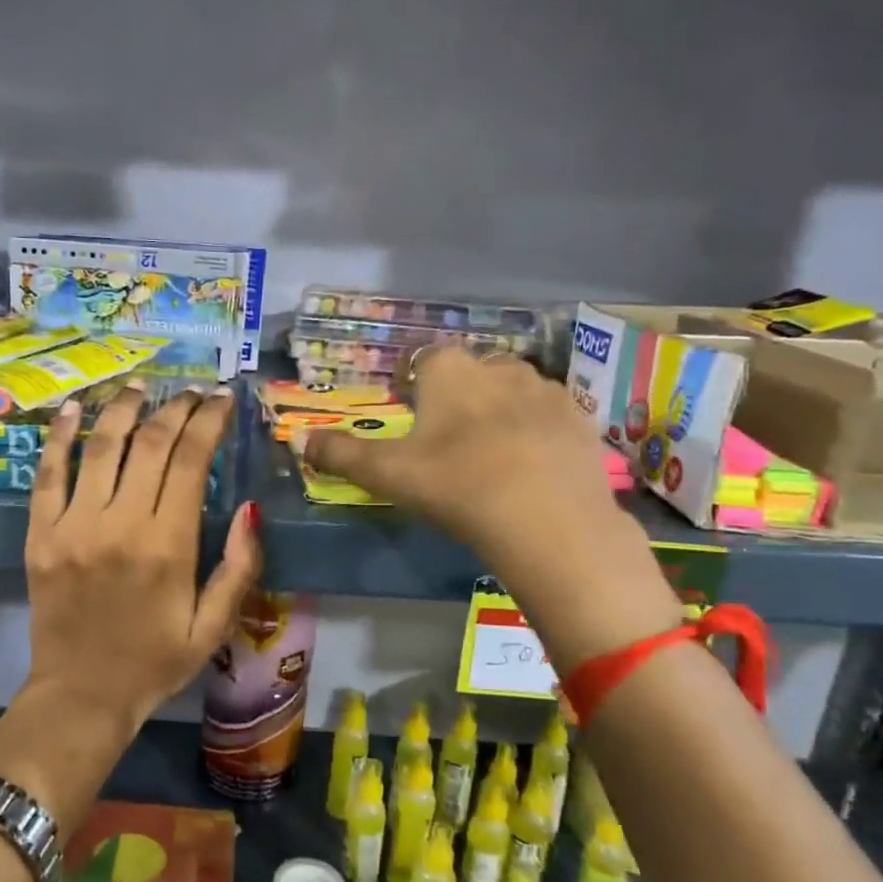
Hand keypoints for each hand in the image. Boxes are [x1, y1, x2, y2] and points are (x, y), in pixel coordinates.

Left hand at [24, 385, 260, 732]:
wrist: (82, 696)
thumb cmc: (155, 662)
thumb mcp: (214, 627)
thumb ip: (239, 568)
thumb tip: (251, 509)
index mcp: (168, 545)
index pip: (192, 459)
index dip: (209, 420)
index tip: (221, 399)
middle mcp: (120, 523)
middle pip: (150, 443)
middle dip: (175, 408)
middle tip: (190, 391)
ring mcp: (73, 525)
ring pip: (101, 446)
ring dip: (123, 408)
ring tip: (140, 387)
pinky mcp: (39, 534)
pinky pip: (47, 474)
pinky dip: (60, 436)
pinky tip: (74, 409)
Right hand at [302, 347, 680, 669]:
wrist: (550, 521)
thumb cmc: (457, 486)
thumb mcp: (388, 474)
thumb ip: (342, 454)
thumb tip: (300, 439)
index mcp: (451, 373)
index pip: (425, 360)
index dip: (414, 383)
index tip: (409, 411)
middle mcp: (500, 367)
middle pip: (472, 371)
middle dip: (459, 394)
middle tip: (448, 438)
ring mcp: (547, 391)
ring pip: (514, 390)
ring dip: (499, 409)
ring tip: (491, 452)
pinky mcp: (582, 421)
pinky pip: (550, 416)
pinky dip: (537, 431)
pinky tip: (531, 466)